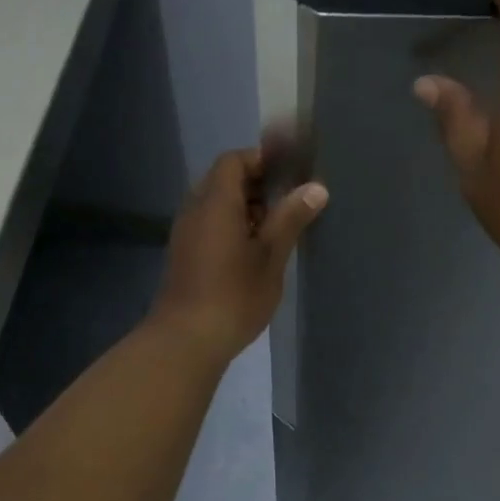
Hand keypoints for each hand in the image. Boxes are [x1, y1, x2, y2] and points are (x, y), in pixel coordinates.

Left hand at [151, 148, 327, 362]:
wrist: (186, 340)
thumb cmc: (234, 295)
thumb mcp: (271, 256)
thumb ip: (290, 218)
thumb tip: (316, 187)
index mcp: (216, 202)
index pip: (234, 160)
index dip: (261, 161)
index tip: (290, 176)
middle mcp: (195, 210)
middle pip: (223, 181)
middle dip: (256, 186)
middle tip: (288, 204)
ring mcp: (185, 233)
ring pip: (216, 205)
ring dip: (244, 209)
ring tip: (276, 231)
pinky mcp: (184, 255)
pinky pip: (208, 225)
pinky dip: (231, 227)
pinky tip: (253, 253)